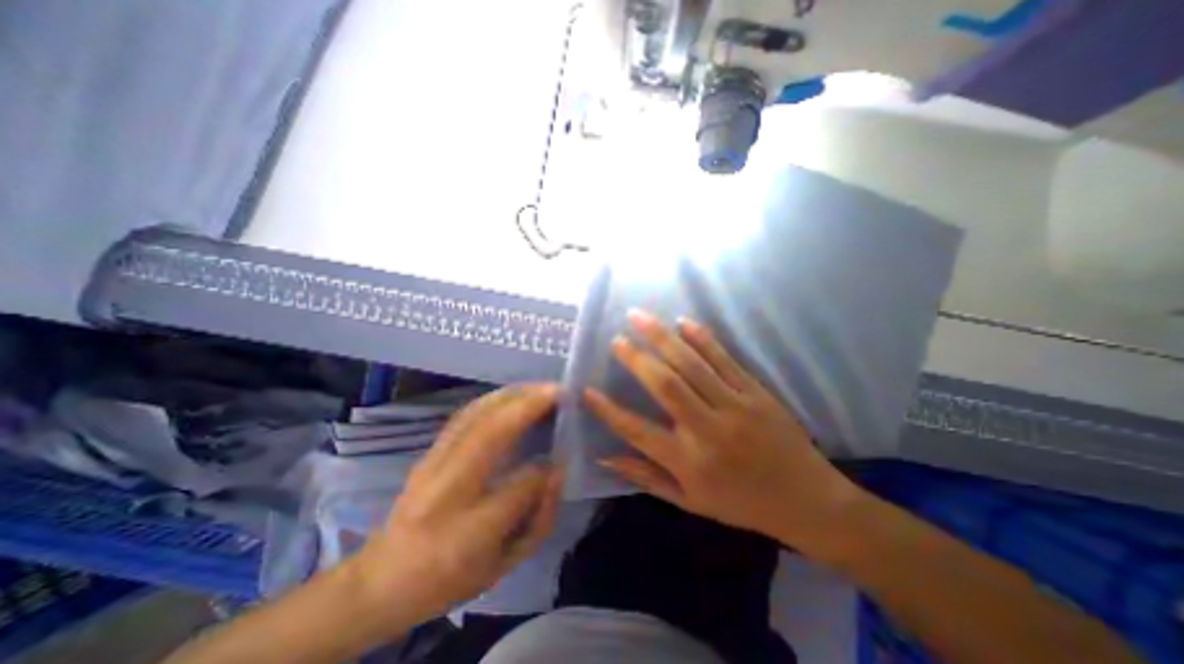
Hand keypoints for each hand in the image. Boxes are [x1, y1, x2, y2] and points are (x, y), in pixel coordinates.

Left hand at [347, 384, 561, 625]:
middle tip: (559, 392)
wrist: (383, 579)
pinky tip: (513, 394)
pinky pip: (465, 414)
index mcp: (467, 534)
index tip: (564, 452)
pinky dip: (494, 398)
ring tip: (541, 388)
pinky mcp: (429, 450)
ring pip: (475, 415)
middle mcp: (446, 489)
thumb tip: (556, 469)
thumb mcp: (504, 565)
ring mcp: (433, 462)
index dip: (546, 468)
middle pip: (491, 432)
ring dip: (513, 395)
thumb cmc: (450, 577)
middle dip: (529, 405)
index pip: (519, 488)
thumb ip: (539, 518)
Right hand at [587, 311, 867, 553]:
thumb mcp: (690, 501)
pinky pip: (725, 360)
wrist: (807, 500)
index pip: (638, 432)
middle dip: (636, 359)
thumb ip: (646, 477)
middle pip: (666, 386)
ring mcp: (735, 407)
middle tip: (617, 338)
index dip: (609, 411)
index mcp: (690, 462)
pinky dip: (703, 339)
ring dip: (663, 337)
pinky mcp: (756, 393)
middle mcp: (708, 430)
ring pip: (693, 365)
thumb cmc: (741, 504)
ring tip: (640, 317)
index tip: (586, 391)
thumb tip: (606, 457)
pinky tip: (683, 323)